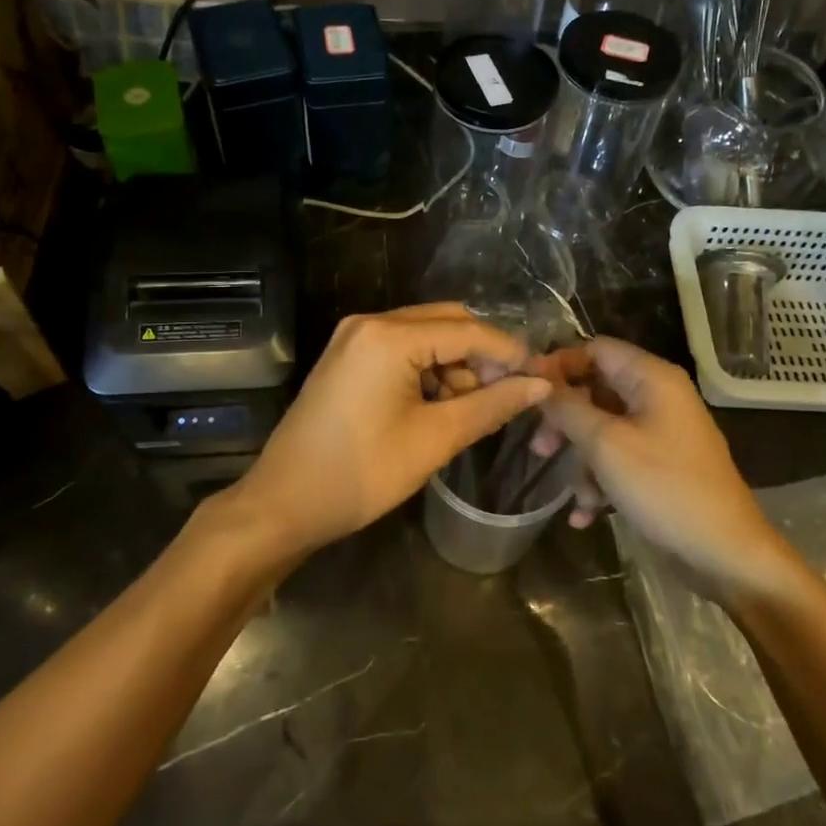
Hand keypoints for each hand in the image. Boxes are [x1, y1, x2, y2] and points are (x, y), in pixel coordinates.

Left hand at [227, 304, 550, 556]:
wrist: (284, 503)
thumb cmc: (362, 474)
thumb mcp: (435, 439)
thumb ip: (492, 405)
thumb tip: (541, 385)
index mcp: (389, 336)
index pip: (468, 330)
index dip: (509, 353)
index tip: (541, 380)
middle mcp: (370, 322)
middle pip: (446, 322)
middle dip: (481, 356)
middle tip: (505, 396)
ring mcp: (354, 337)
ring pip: (425, 335)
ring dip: (455, 365)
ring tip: (468, 411)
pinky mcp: (347, 356)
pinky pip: (401, 349)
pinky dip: (427, 371)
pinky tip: (437, 406)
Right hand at [531, 338, 793, 598]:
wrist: (724, 553)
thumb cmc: (664, 487)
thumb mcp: (606, 444)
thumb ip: (568, 407)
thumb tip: (538, 379)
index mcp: (651, 378)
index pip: (596, 349)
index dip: (559, 365)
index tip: (527, 391)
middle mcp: (657, 397)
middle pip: (595, 391)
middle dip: (565, 421)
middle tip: (539, 448)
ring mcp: (660, 433)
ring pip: (603, 429)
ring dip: (582, 462)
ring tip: (576, 497)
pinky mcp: (660, 466)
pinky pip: (618, 459)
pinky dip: (600, 481)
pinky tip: (585, 515)